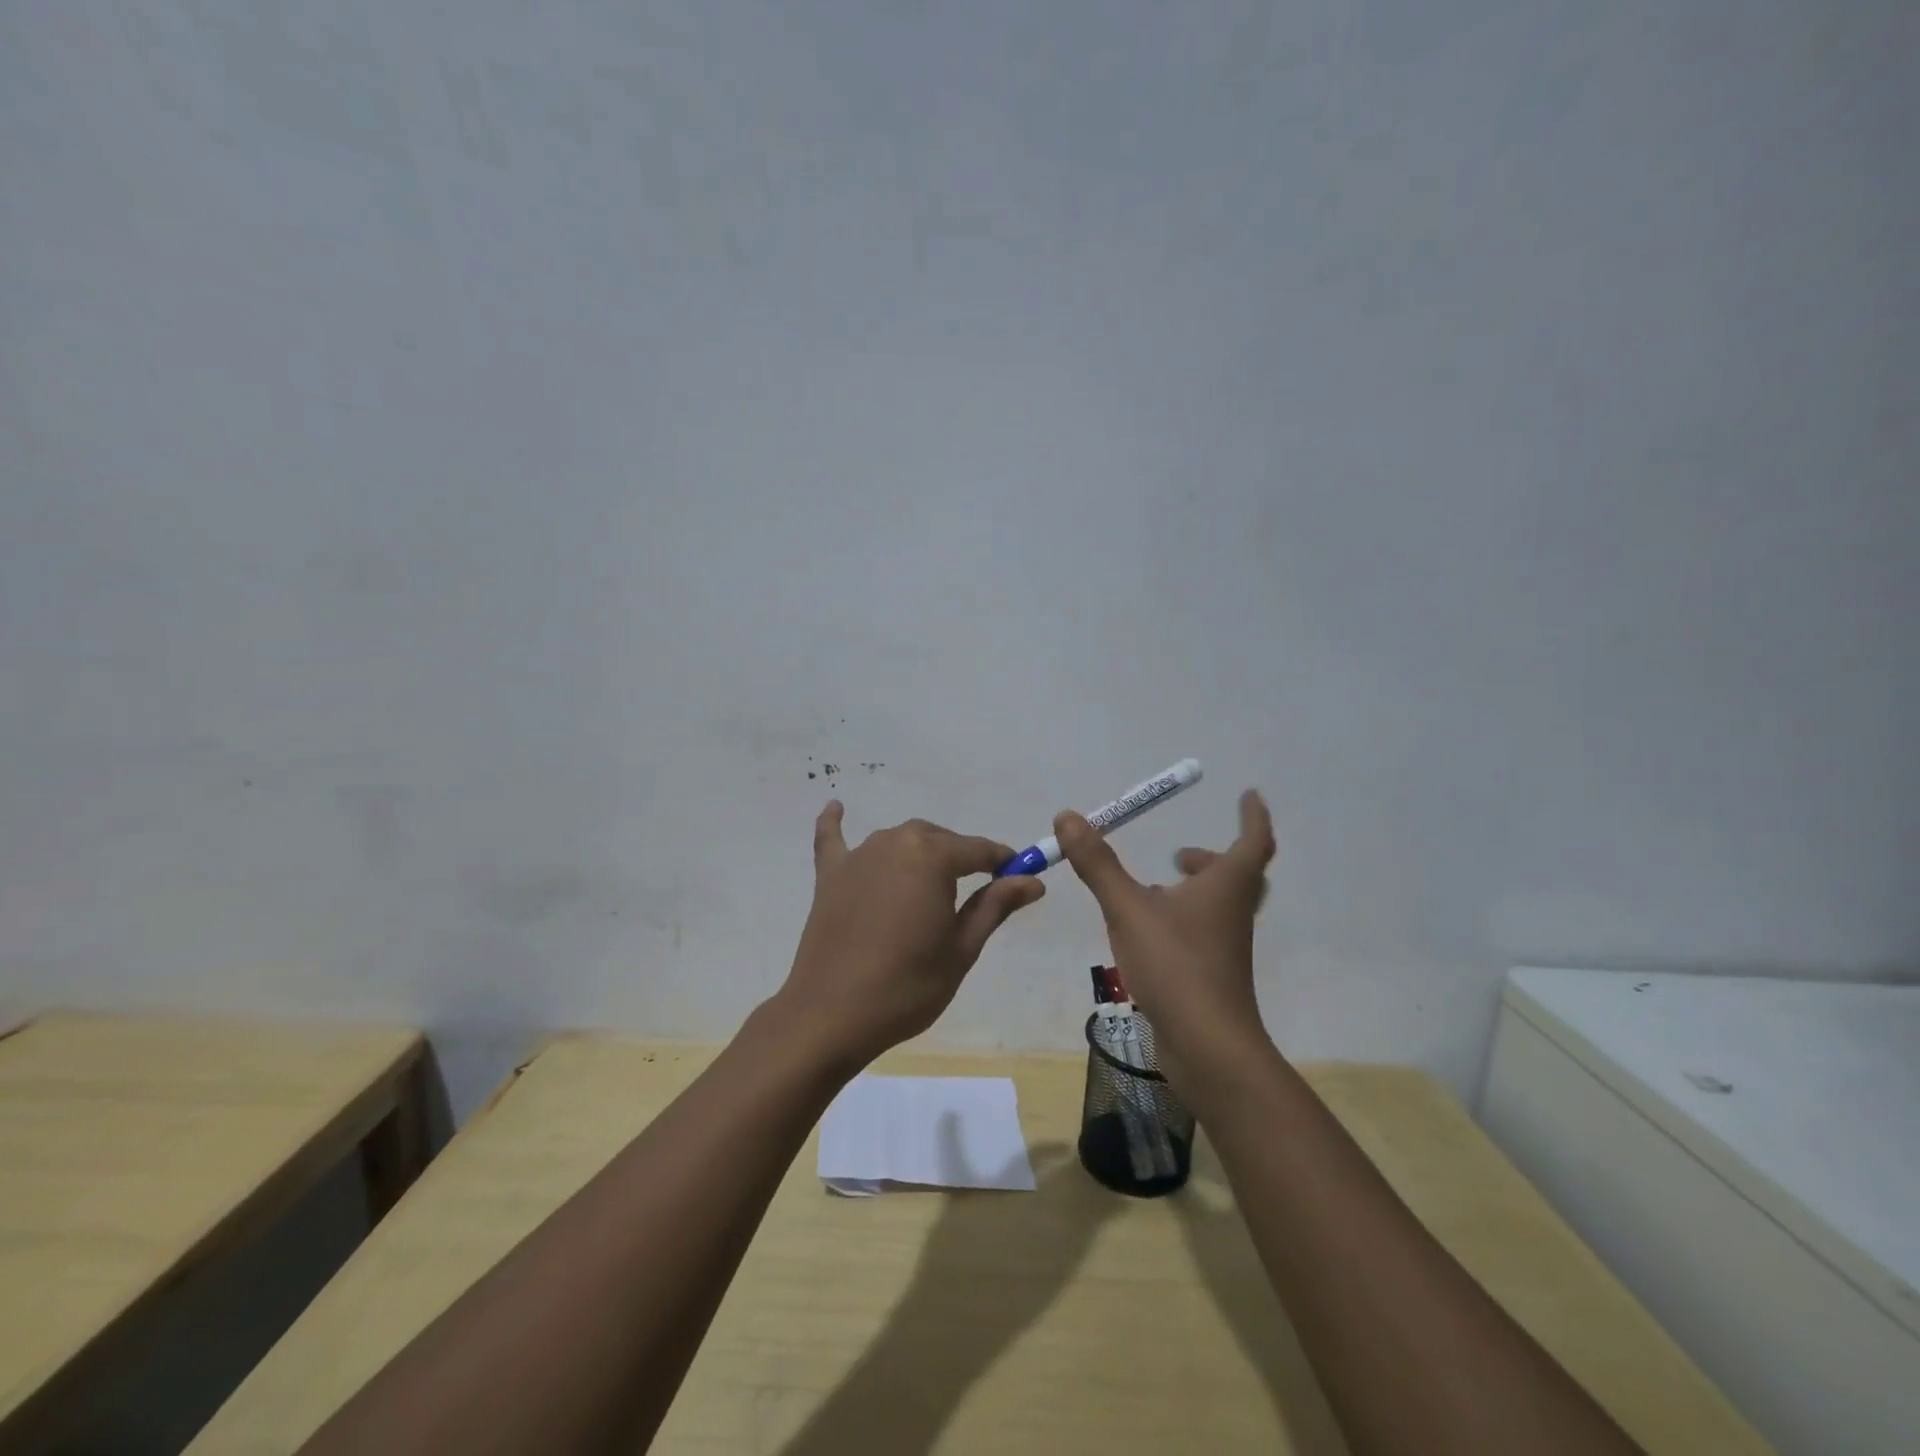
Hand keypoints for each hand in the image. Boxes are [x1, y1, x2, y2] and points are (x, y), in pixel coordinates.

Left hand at [776, 801, 1045, 1067]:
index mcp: (932, 856)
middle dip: (961, 860)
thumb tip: (1033, 881)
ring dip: (920, 854)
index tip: (1019, 877)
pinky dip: (836, 824)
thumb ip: (995, 906)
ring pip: (900, 841)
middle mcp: (895, 842)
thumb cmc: (908, 985)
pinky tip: (837, 807)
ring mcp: (858, 856)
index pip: (979, 850)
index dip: (1002, 863)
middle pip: (939, 840)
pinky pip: (834, 839)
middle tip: (974, 896)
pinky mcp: (829, 875)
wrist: (832, 1015)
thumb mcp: (962, 948)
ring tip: (931, 886)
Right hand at [1054, 789, 1275, 1062]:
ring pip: (1219, 907)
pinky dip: (1182, 919)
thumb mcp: (1129, 908)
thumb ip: (1098, 864)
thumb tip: (1069, 817)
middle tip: (1181, 854)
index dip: (1252, 816)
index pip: (1253, 840)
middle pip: (1238, 876)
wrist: (1207, 1047)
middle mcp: (1232, 913)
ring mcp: (1225, 947)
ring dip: (1195, 890)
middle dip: (1213, 858)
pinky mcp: (1212, 975)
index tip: (1248, 795)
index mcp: (1226, 886)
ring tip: (1154, 887)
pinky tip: (1148, 930)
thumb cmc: (1176, 965)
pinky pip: (1202, 934)